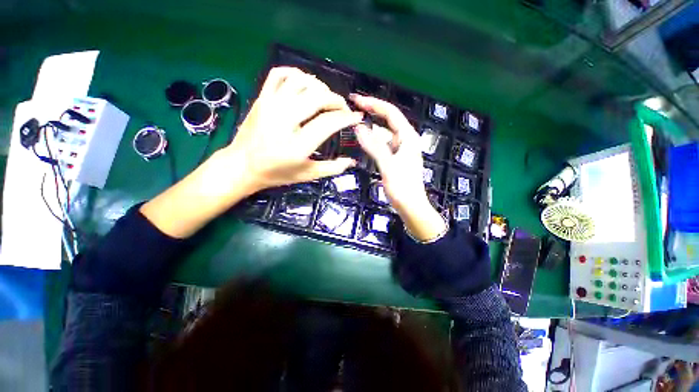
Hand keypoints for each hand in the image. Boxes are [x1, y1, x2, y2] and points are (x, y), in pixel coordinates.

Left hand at [222, 67, 362, 193]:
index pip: (328, 123)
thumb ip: (332, 168)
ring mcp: (270, 106)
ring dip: (319, 87)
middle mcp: (284, 121)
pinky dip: (296, 74)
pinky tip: (304, 85)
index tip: (357, 117)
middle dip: (337, 100)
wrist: (241, 166)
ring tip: (326, 98)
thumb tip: (352, 161)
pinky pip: (279, 74)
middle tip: (343, 108)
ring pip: (301, 81)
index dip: (347, 117)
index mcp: (297, 145)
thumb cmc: (276, 173)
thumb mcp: (307, 175)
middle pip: (317, 97)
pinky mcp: (261, 98)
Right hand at [351, 94, 446, 241]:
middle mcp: (405, 139)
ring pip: (383, 133)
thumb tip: (358, 127)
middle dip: (371, 111)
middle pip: (387, 120)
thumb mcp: (387, 165)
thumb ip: (373, 146)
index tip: (357, 99)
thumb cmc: (402, 186)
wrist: (411, 206)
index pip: (390, 113)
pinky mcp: (395, 158)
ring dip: (370, 127)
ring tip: (354, 120)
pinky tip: (363, 139)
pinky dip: (372, 140)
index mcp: (408, 137)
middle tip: (353, 106)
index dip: (374, 103)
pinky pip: (382, 144)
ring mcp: (400, 149)